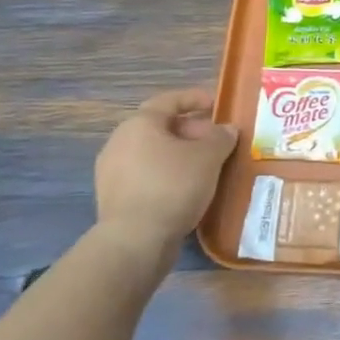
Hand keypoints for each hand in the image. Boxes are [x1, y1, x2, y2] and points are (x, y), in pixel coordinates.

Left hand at [93, 90, 237, 270]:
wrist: (135, 240)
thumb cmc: (173, 186)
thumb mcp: (209, 157)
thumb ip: (221, 137)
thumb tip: (227, 130)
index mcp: (140, 124)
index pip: (169, 100)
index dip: (194, 98)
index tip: (216, 104)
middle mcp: (119, 142)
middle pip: (161, 127)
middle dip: (192, 131)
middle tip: (217, 141)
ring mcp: (112, 171)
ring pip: (153, 153)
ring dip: (180, 155)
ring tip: (207, 167)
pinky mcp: (114, 197)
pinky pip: (146, 175)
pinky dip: (168, 175)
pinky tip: (188, 189)